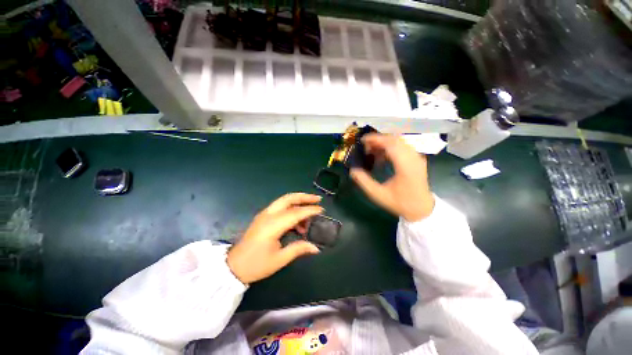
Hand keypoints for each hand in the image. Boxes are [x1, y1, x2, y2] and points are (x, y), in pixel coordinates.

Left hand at [227, 193, 322, 283]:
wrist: (233, 267)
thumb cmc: (256, 265)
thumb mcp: (279, 260)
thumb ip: (298, 249)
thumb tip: (316, 248)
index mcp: (272, 225)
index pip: (295, 213)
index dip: (309, 210)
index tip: (322, 210)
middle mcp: (268, 215)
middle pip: (288, 198)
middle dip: (304, 197)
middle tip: (317, 199)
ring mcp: (264, 214)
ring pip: (284, 200)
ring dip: (298, 202)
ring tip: (309, 214)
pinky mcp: (263, 217)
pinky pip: (280, 207)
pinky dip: (291, 209)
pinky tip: (297, 223)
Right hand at [351, 134, 434, 221]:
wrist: (421, 209)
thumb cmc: (400, 203)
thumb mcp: (378, 194)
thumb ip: (363, 182)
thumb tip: (352, 170)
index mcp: (405, 166)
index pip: (390, 144)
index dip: (375, 139)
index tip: (362, 140)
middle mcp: (414, 158)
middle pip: (395, 139)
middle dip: (378, 140)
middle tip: (365, 147)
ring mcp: (418, 157)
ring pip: (399, 141)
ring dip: (384, 143)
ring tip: (372, 152)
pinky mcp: (418, 159)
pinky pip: (403, 146)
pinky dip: (391, 147)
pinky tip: (382, 157)